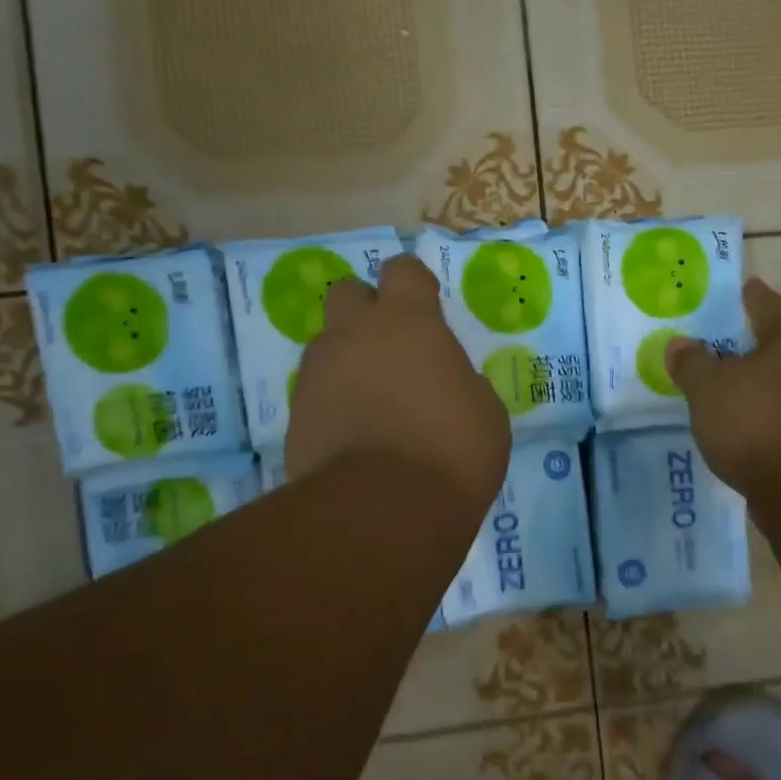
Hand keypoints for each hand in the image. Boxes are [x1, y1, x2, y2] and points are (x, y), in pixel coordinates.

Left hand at [286, 255, 510, 513]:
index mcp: (408, 323)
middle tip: (393, 350)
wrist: (384, 509)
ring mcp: (318, 374)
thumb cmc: (453, 452)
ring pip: (328, 346)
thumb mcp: (484, 412)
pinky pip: (316, 393)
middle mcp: (354, 335)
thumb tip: (446, 384)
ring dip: (349, 361)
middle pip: (348, 293)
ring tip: (375, 406)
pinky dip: (333, 405)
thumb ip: (460, 381)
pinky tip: (355, 440)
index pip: (402, 270)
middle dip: (367, 311)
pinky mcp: (296, 415)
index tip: (427, 312)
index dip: (414, 286)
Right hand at [665, 278, 780, 499]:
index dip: (745, 297)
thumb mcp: (710, 389)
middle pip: (776, 347)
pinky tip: (740, 433)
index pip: (765, 303)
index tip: (733, 291)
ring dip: (755, 390)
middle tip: (710, 349)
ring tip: (720, 396)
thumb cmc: (761, 422)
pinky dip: (764, 422)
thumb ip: (691, 364)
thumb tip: (678, 343)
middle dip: (745, 349)